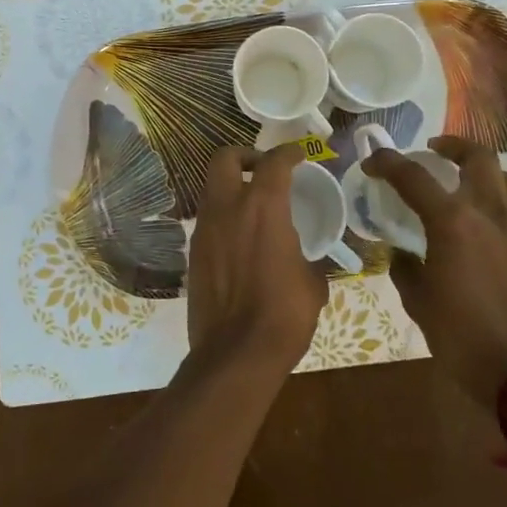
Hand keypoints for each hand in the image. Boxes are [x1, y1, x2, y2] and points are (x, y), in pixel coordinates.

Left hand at [186, 144, 327, 373]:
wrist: (236, 353)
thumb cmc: (284, 314)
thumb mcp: (313, 282)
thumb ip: (308, 257)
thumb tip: (307, 259)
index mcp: (263, 207)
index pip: (275, 162)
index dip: (289, 152)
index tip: (299, 154)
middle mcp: (228, 208)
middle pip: (225, 159)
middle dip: (245, 156)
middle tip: (264, 170)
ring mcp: (205, 229)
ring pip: (212, 189)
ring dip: (232, 188)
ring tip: (255, 207)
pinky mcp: (194, 253)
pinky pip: (208, 219)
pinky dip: (224, 217)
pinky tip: (242, 239)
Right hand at [362, 135, 506, 410]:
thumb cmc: (462, 338)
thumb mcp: (419, 303)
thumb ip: (406, 269)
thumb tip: (402, 254)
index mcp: (453, 223)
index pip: (414, 177)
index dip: (388, 163)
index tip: (372, 162)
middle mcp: (489, 214)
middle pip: (477, 158)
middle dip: (453, 145)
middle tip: (434, 150)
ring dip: (486, 170)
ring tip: (468, 181)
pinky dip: (500, 204)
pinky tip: (486, 227)